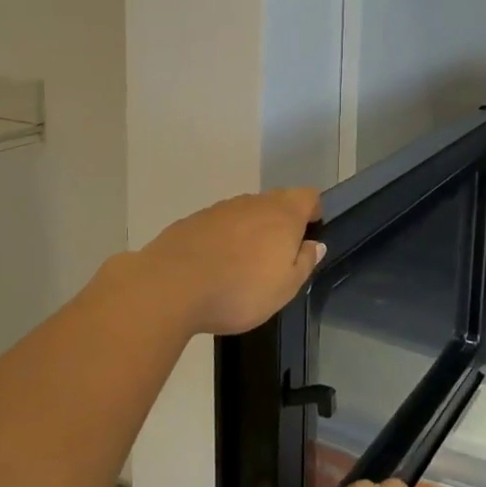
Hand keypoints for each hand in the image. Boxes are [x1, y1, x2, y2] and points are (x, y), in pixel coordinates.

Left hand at [135, 188, 324, 336]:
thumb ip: (304, 262)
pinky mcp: (193, 220)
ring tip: (244, 264)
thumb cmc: (239, 291)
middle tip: (278, 255)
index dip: (313, 210)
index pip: (307, 196)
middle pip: (277, 201)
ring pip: (246, 212)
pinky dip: (224, 238)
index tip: (310, 231)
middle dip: (282, 221)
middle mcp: (254, 203)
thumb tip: (315, 244)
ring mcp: (221, 209)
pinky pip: (219, 224)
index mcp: (283, 215)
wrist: (170, 286)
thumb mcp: (285, 288)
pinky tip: (215, 266)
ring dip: (251, 230)